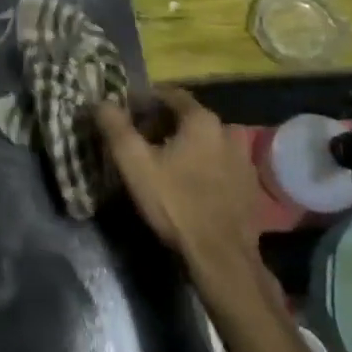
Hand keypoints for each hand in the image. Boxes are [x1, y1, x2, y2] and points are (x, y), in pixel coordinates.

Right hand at [95, 87, 259, 274]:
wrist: (222, 256)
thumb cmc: (175, 203)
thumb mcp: (135, 164)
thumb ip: (116, 128)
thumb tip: (101, 102)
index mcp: (201, 119)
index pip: (170, 94)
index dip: (146, 100)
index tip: (127, 112)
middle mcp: (228, 130)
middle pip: (189, 117)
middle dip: (163, 123)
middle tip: (141, 139)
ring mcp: (243, 158)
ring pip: (206, 140)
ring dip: (185, 145)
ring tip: (164, 163)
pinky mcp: (250, 185)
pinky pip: (221, 163)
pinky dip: (204, 164)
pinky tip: (190, 185)